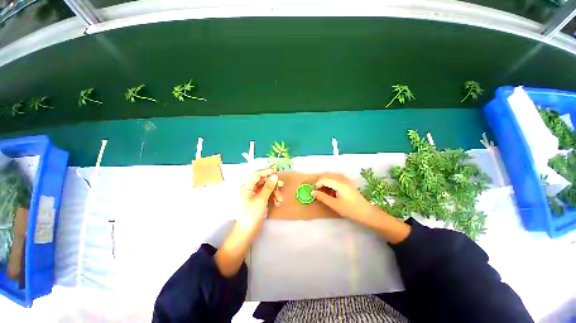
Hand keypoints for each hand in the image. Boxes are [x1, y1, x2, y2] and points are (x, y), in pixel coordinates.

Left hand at [215, 169, 281, 276]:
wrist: (248, 232)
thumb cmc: (252, 214)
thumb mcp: (261, 199)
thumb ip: (268, 186)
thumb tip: (275, 176)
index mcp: (247, 186)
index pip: (257, 174)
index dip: (267, 171)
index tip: (276, 171)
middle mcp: (251, 189)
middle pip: (264, 181)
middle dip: (273, 184)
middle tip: (281, 185)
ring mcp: (256, 195)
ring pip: (268, 188)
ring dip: (275, 192)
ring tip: (280, 199)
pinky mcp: (260, 201)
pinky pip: (269, 195)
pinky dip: (274, 197)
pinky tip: (278, 203)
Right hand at [312, 172, 410, 243]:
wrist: (366, 212)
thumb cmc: (350, 209)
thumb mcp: (334, 204)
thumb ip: (323, 197)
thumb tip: (313, 192)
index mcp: (340, 183)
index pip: (324, 179)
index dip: (317, 184)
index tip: (314, 191)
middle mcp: (343, 178)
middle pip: (327, 174)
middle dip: (320, 180)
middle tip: (316, 189)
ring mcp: (346, 179)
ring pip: (332, 175)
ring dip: (325, 180)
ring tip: (321, 189)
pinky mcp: (348, 182)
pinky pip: (336, 178)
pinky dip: (330, 181)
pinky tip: (330, 188)